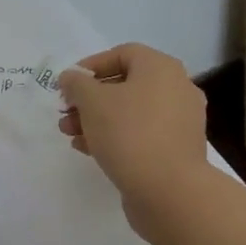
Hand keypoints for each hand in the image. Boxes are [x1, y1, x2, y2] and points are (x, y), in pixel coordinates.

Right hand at [58, 44, 210, 227]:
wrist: (169, 191)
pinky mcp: (177, 150)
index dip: (90, 66)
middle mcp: (176, 89)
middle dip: (89, 98)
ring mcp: (180, 121)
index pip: (122, 54)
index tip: (67, 84)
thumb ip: (76, 83)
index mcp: (161, 68)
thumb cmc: (129, 133)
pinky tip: (88, 149)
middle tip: (65, 112)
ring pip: (131, 112)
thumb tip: (71, 78)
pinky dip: (115, 136)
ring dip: (97, 119)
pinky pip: (141, 134)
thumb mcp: (91, 100)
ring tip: (70, 134)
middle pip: (125, 85)